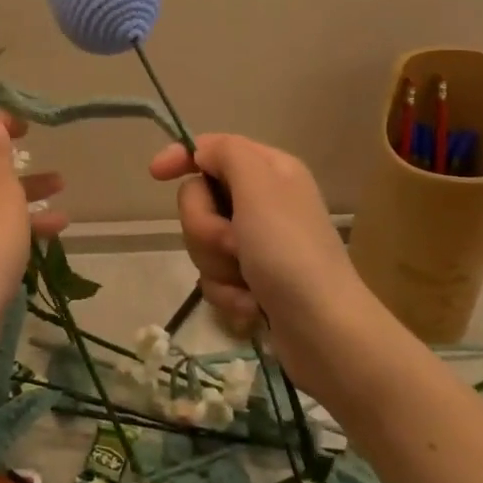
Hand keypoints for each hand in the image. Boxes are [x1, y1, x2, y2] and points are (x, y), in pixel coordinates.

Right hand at [149, 133, 368, 394]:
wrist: (326, 333)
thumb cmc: (289, 252)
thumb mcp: (259, 187)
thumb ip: (227, 153)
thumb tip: (202, 152)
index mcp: (269, 170)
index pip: (212, 148)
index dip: (182, 157)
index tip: (155, 175)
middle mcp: (263, 201)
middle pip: (200, 198)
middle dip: (205, 227)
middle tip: (233, 244)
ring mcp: (258, 243)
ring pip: (202, 240)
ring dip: (216, 264)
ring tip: (247, 281)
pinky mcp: (253, 280)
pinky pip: (214, 275)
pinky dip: (227, 292)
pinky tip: (252, 306)